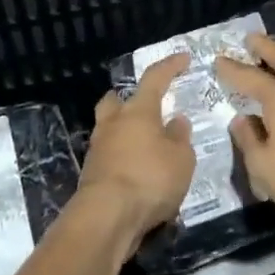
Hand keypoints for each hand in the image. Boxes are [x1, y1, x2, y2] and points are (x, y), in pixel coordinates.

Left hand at [77, 52, 194, 258]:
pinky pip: (109, 156)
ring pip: (109, 129)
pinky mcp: (92, 175)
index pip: (154, 78)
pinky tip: (138, 173)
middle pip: (115, 101)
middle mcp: (113, 124)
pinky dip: (122, 159)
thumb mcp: (181, 159)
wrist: (106, 216)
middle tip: (146, 108)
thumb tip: (175, 121)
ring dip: (125, 133)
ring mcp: (98, 149)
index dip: (170, 66)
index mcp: (138, 111)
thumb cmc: (149, 179)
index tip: (183, 58)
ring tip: (147, 147)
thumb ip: (180, 138)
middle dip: (128, 100)